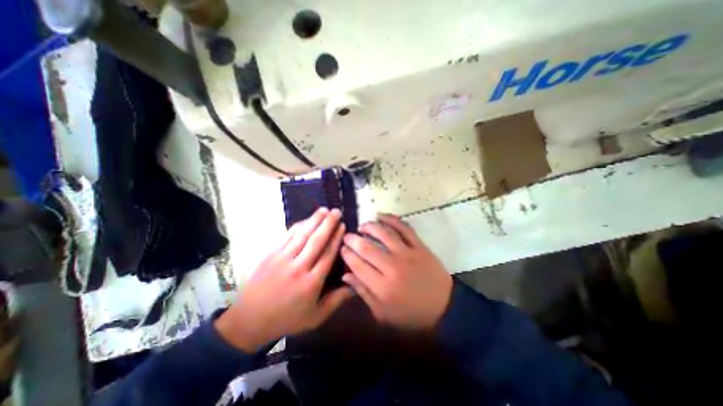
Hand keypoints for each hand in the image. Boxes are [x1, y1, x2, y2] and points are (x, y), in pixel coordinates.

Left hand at [214, 207, 353, 349]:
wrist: (249, 320)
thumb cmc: (287, 318)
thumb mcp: (315, 316)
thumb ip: (336, 300)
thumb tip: (354, 285)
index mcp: (311, 282)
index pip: (328, 254)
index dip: (336, 238)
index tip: (343, 226)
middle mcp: (299, 267)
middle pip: (317, 241)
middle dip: (328, 224)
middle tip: (337, 211)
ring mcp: (283, 259)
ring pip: (302, 235)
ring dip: (314, 220)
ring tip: (324, 210)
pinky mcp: (271, 254)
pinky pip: (287, 236)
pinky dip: (298, 226)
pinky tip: (306, 219)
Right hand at [341, 212, 449, 329]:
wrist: (444, 307)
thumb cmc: (410, 314)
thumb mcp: (383, 313)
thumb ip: (363, 293)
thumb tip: (346, 274)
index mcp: (382, 287)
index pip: (357, 264)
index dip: (347, 254)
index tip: (342, 248)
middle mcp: (392, 267)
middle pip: (367, 247)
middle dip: (353, 239)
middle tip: (348, 236)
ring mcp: (407, 254)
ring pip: (384, 233)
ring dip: (370, 227)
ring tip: (363, 226)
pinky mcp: (419, 246)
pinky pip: (404, 228)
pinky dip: (392, 219)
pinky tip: (381, 216)